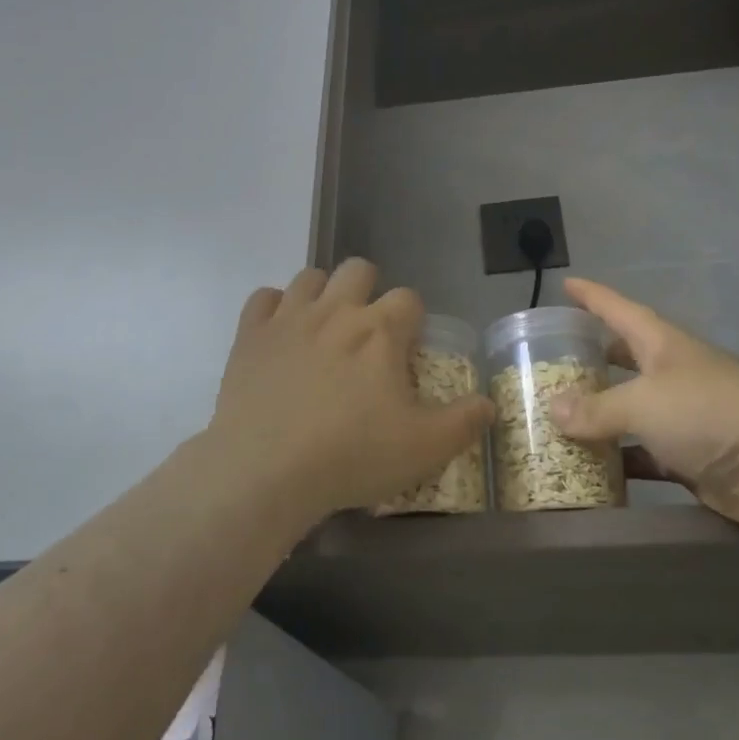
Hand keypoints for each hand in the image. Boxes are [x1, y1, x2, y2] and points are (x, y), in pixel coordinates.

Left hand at [209, 259, 494, 520]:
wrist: (266, 470)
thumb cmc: (352, 455)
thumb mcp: (424, 448)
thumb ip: (464, 422)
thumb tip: (489, 404)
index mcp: (380, 330)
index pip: (408, 299)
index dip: (412, 320)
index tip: (407, 349)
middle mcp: (336, 310)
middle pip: (358, 269)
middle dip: (368, 290)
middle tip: (366, 333)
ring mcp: (288, 317)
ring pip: (310, 276)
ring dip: (322, 293)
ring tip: (323, 329)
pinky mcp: (249, 334)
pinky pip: (262, 297)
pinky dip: (273, 308)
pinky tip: (279, 333)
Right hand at [550, 277, 738, 539]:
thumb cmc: (709, 413)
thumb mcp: (643, 403)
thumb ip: (597, 409)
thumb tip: (553, 411)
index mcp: (661, 345)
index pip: (618, 309)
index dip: (591, 296)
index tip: (565, 284)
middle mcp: (672, 375)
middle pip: (625, 358)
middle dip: (593, 358)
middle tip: (554, 363)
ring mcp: (684, 418)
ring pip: (631, 411)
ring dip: (601, 416)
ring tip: (557, 419)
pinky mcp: (692, 459)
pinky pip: (645, 456)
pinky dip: (621, 461)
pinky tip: (591, 471)